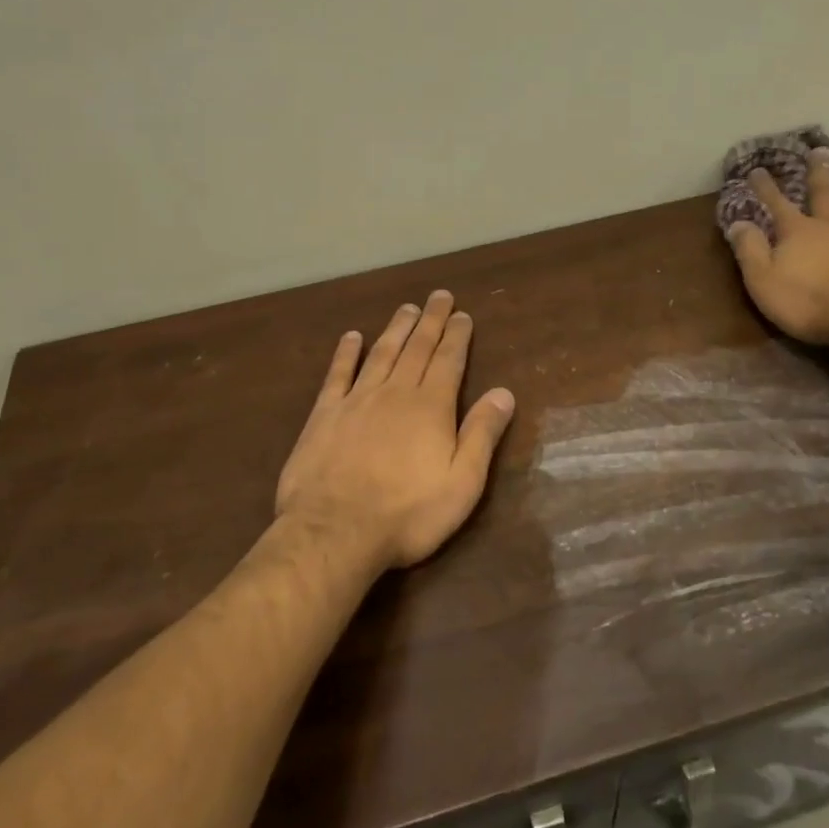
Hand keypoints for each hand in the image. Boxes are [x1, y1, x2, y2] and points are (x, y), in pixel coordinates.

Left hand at [276, 292, 516, 569]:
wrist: (334, 531)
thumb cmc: (407, 514)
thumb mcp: (462, 483)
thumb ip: (482, 434)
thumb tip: (504, 392)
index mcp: (431, 408)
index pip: (449, 361)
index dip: (457, 336)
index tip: (462, 314)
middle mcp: (396, 393)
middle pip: (417, 348)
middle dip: (431, 321)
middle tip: (439, 296)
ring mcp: (357, 400)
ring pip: (381, 353)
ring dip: (396, 329)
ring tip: (407, 308)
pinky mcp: (325, 415)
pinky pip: (338, 374)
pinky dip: (346, 353)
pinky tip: (351, 336)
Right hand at [726, 150, 828, 345]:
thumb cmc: (812, 303)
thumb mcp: (765, 282)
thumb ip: (750, 251)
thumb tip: (737, 223)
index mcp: (798, 232)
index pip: (777, 204)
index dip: (766, 187)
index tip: (758, 170)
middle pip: (824, 191)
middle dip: (818, 171)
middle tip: (819, 151)